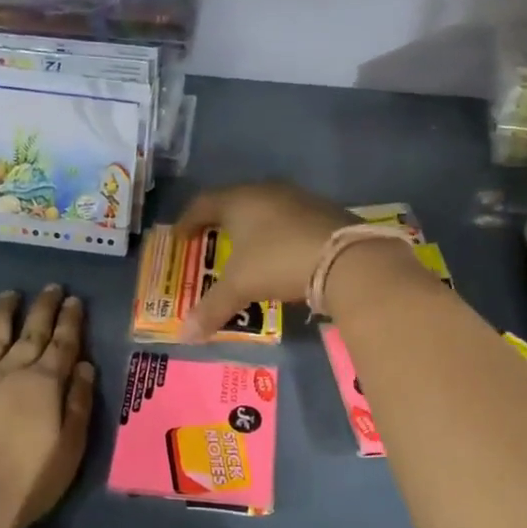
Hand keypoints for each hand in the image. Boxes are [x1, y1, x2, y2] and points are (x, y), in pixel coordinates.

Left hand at [0, 286, 96, 527]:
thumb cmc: (27, 481)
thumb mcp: (70, 448)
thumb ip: (79, 404)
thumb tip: (86, 366)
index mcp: (45, 384)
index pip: (63, 343)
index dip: (70, 320)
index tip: (73, 300)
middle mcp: (11, 371)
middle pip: (31, 331)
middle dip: (43, 307)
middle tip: (51, 287)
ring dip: (4, 313)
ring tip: (10, 295)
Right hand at [174, 182, 354, 339]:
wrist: (346, 258)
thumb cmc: (278, 262)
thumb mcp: (240, 287)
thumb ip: (211, 309)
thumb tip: (184, 336)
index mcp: (239, 200)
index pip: (203, 203)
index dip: (188, 220)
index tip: (180, 237)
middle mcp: (267, 191)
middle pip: (235, 201)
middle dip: (221, 222)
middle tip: (211, 241)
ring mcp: (299, 198)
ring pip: (266, 209)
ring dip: (253, 227)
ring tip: (247, 250)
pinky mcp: (324, 211)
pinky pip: (290, 220)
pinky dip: (279, 234)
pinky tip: (282, 254)